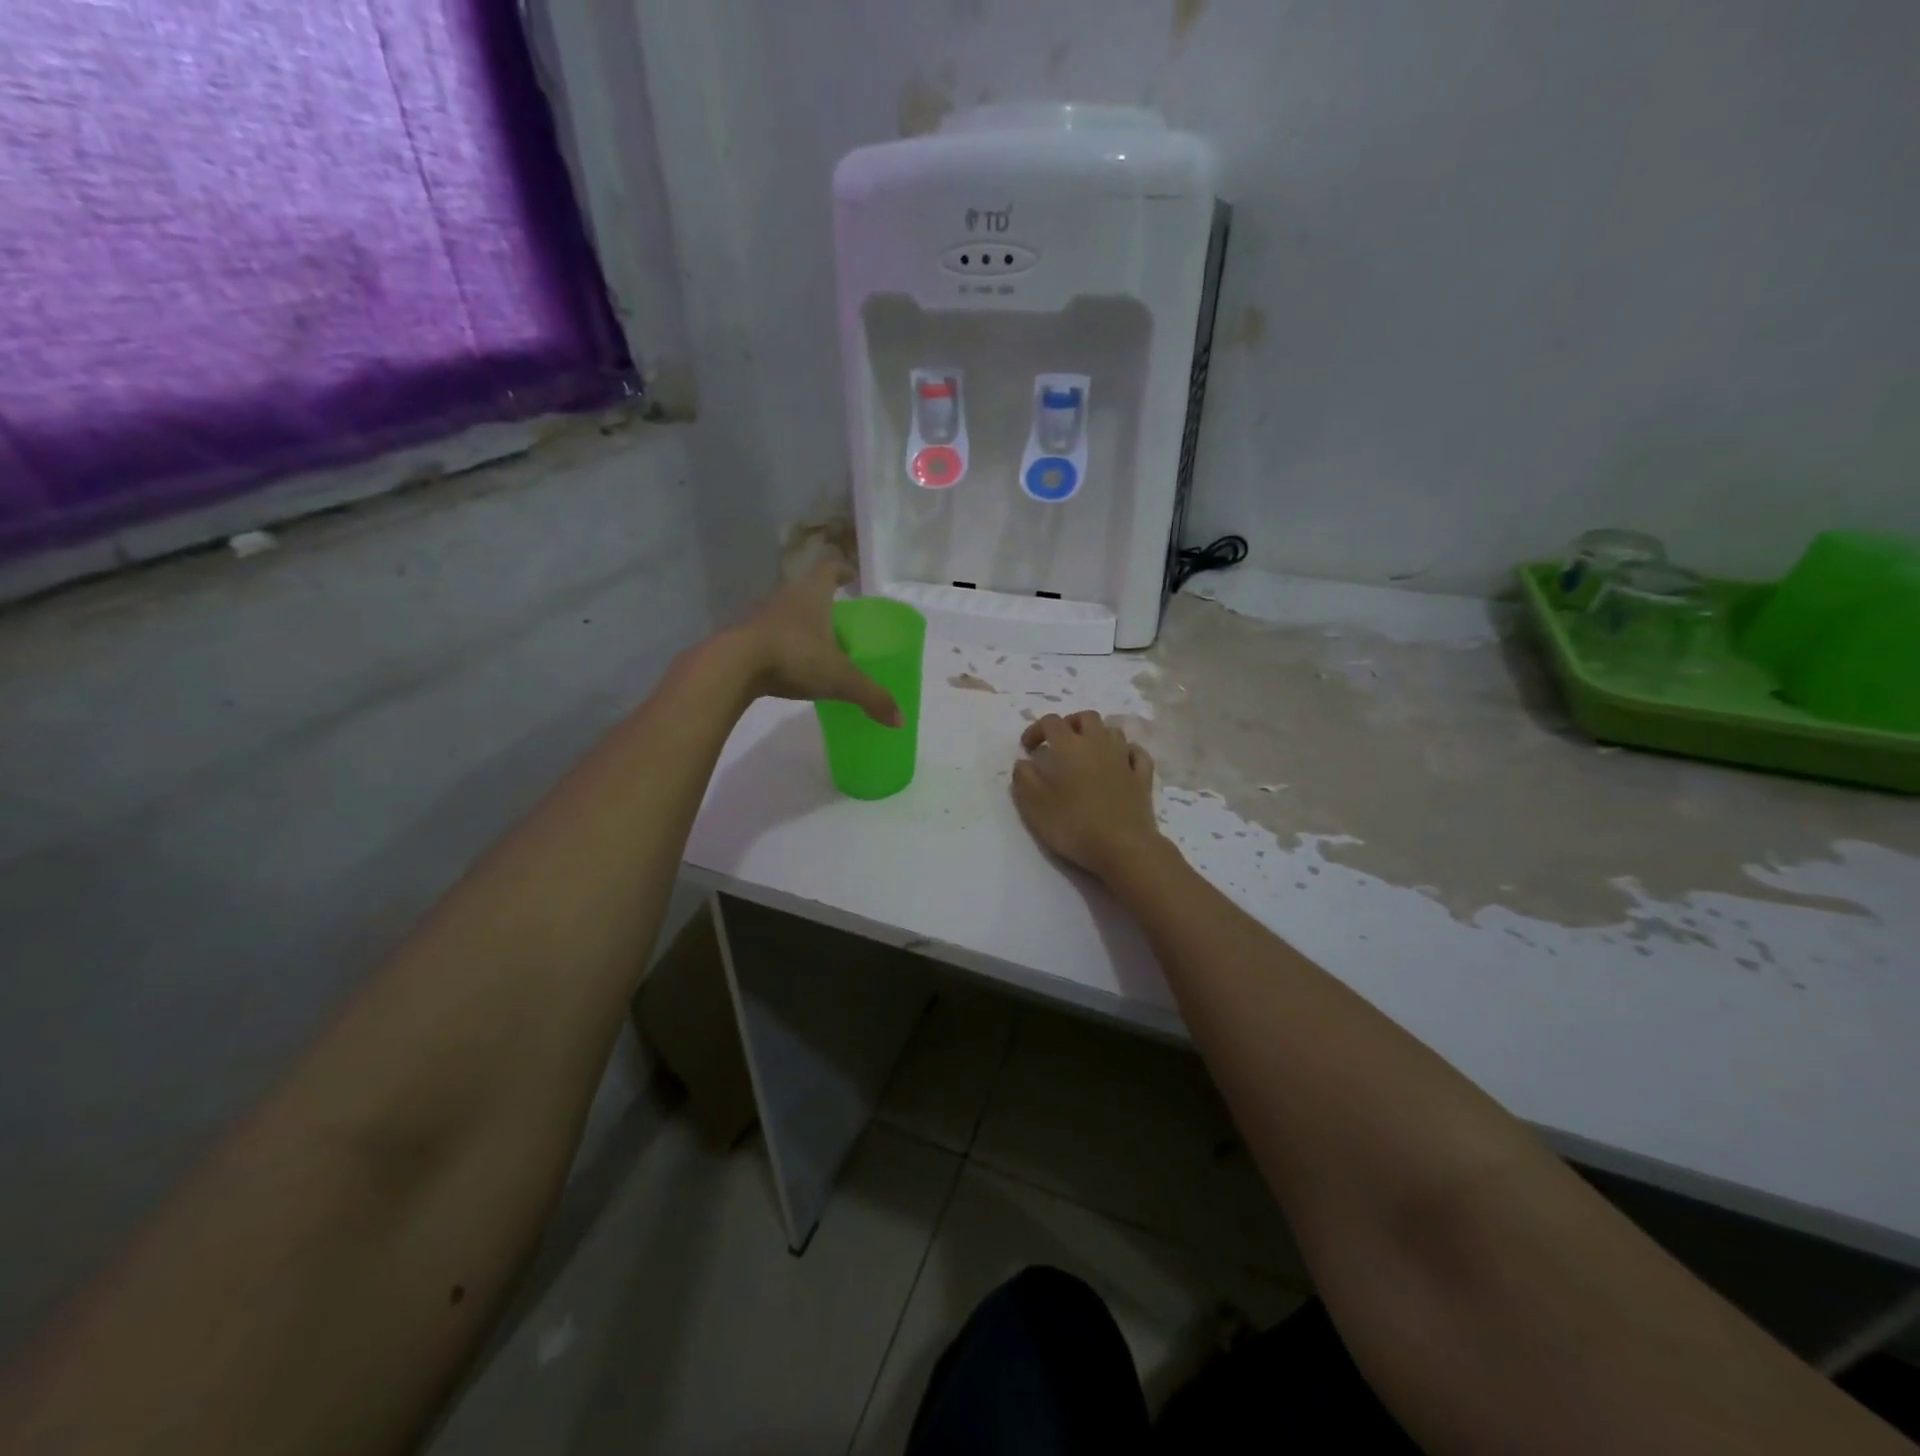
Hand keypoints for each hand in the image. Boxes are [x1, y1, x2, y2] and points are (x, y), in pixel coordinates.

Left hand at [738, 561, 901, 725]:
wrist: (733, 666)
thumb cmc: (794, 657)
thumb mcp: (839, 679)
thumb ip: (871, 696)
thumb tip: (900, 720)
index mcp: (813, 594)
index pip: (830, 569)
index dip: (843, 571)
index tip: (853, 579)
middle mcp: (787, 596)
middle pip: (807, 589)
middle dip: (824, 600)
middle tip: (840, 619)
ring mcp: (762, 614)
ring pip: (787, 610)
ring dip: (801, 621)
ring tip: (816, 644)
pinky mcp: (744, 635)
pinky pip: (770, 633)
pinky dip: (782, 643)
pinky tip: (790, 664)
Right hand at [1011, 711, 1164, 879]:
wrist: (1122, 846)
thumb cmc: (1072, 824)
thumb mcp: (1033, 804)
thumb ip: (1023, 778)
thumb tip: (1024, 762)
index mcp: (1069, 746)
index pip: (1050, 722)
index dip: (1036, 729)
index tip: (1028, 749)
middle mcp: (1098, 743)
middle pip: (1086, 717)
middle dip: (1070, 724)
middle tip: (1058, 744)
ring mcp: (1124, 758)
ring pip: (1112, 731)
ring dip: (1098, 736)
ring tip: (1087, 754)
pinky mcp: (1142, 777)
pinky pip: (1136, 752)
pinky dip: (1126, 752)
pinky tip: (1120, 762)